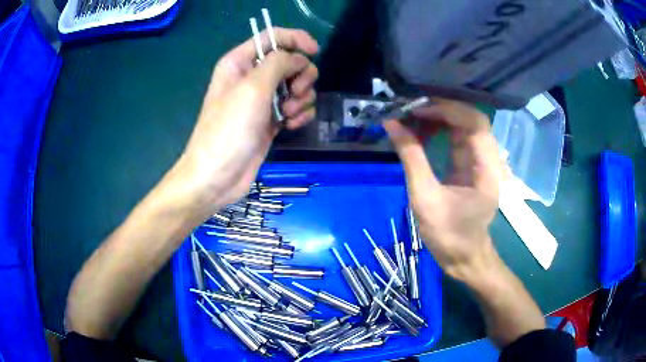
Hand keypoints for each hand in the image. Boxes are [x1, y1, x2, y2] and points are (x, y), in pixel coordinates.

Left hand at [169, 28, 318, 218]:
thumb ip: (279, 63)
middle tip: (293, 93)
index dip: (296, 39)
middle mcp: (251, 77)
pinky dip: (299, 114)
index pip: (272, 37)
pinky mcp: (272, 120)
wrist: (218, 176)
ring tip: (288, 114)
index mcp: (240, 62)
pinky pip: (296, 106)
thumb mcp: (253, 87)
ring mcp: (262, 100)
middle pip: (290, 61)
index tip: (315, 51)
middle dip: (300, 75)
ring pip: (297, 85)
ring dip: (300, 98)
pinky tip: (291, 125)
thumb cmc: (229, 129)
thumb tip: (300, 60)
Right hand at [384, 99, 502, 279]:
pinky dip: (441, 130)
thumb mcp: (425, 198)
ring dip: (440, 117)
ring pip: (465, 126)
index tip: (416, 110)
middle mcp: (489, 160)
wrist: (464, 258)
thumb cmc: (448, 235)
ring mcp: (482, 163)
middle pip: (471, 119)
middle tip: (411, 110)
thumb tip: (391, 123)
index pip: (475, 123)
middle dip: (442, 109)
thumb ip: (411, 158)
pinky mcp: (472, 167)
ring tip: (412, 118)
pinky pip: (458, 138)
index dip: (447, 110)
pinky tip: (422, 131)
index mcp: (486, 169)